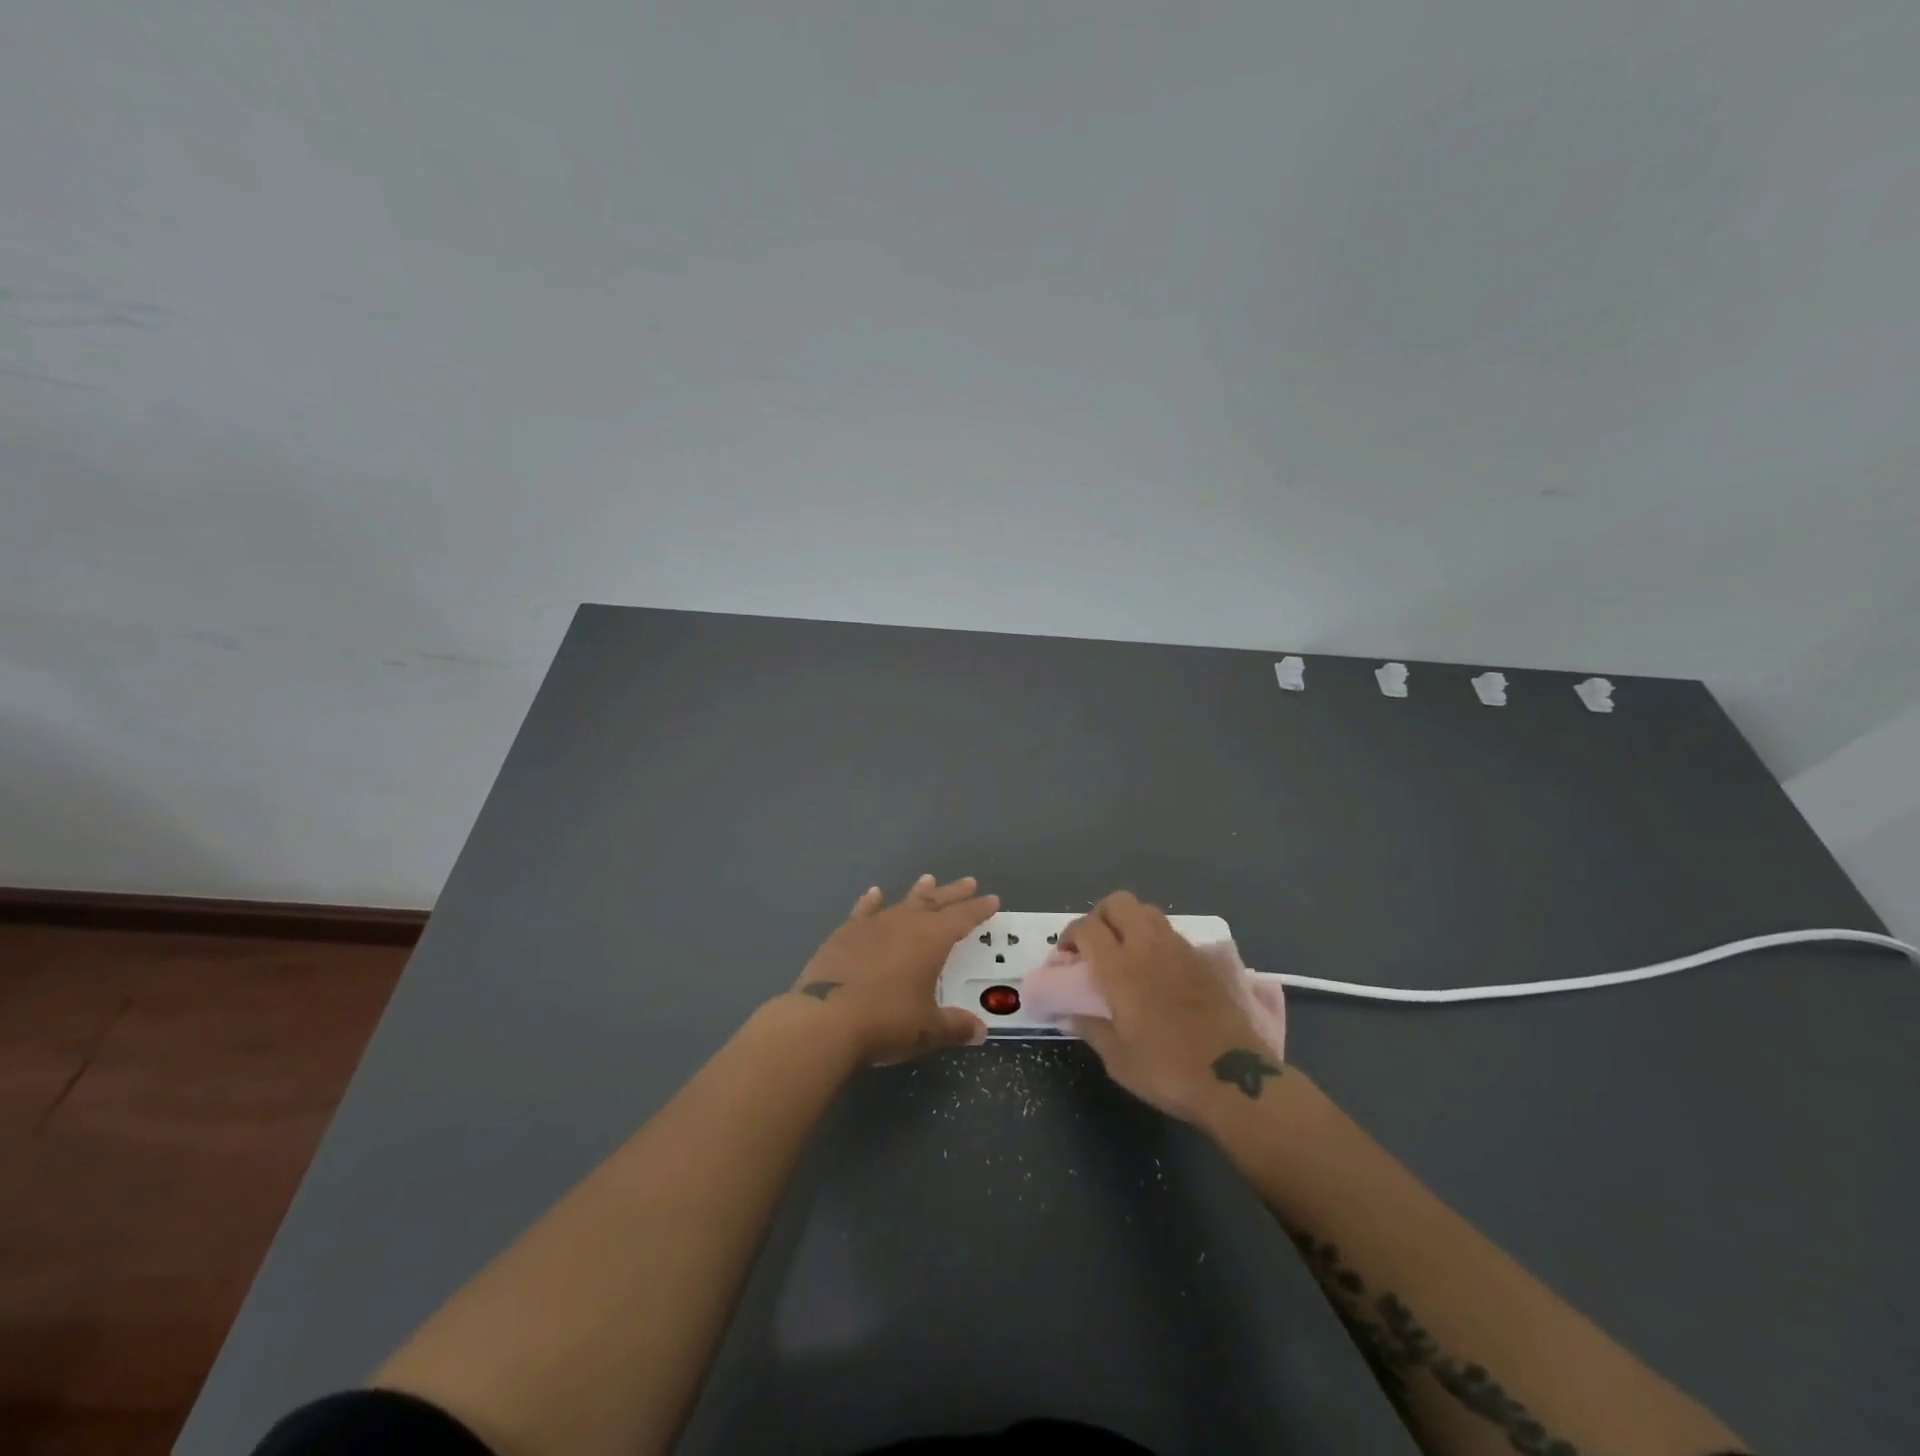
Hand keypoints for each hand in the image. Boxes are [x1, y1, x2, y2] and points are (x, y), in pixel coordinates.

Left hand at [789, 874, 997, 1065]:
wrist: (824, 1019)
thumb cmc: (886, 1021)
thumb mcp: (927, 1030)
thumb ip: (955, 1026)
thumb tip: (980, 1032)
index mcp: (931, 940)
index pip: (962, 918)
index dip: (979, 909)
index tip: (992, 899)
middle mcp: (904, 924)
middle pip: (934, 902)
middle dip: (953, 893)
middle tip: (968, 882)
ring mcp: (871, 926)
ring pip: (901, 903)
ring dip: (917, 893)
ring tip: (928, 879)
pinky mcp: (843, 935)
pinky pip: (862, 912)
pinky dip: (870, 903)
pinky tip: (874, 894)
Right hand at [1061, 891, 1282, 1121]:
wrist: (1236, 1079)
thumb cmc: (1168, 1070)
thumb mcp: (1118, 1059)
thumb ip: (1090, 1028)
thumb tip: (1067, 1015)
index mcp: (1120, 968)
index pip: (1086, 927)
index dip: (1070, 935)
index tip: (1065, 957)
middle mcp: (1149, 947)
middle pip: (1119, 903)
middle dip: (1100, 916)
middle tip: (1095, 946)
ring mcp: (1181, 949)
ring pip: (1148, 912)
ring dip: (1130, 923)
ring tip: (1127, 953)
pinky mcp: (1206, 959)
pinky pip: (1174, 934)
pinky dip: (1158, 941)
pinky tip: (1160, 971)